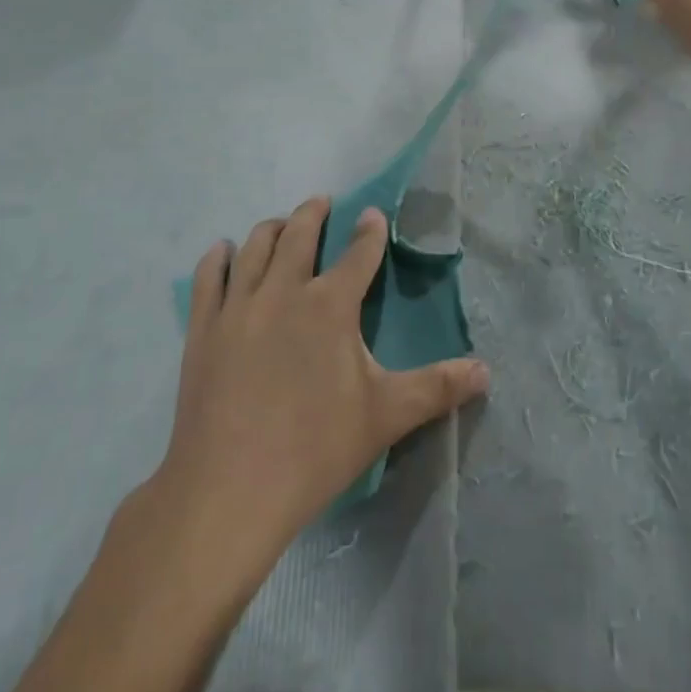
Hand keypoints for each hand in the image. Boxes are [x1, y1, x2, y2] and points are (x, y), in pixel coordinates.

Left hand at [157, 198, 488, 570]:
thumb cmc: (315, 449)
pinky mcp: (204, 329)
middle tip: (322, 202)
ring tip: (280, 223)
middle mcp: (283, 291)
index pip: (358, 255)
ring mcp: (238, 307)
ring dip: (271, 228)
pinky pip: (209, 278)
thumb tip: (486, 371)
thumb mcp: (386, 416)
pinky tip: (221, 251)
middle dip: (314, 213)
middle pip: (300, 235)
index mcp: (330, 306)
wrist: (230, 489)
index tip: (373, 214)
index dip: (369, 232)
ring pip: (254, 248)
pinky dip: (217, 258)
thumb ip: (437, 388)